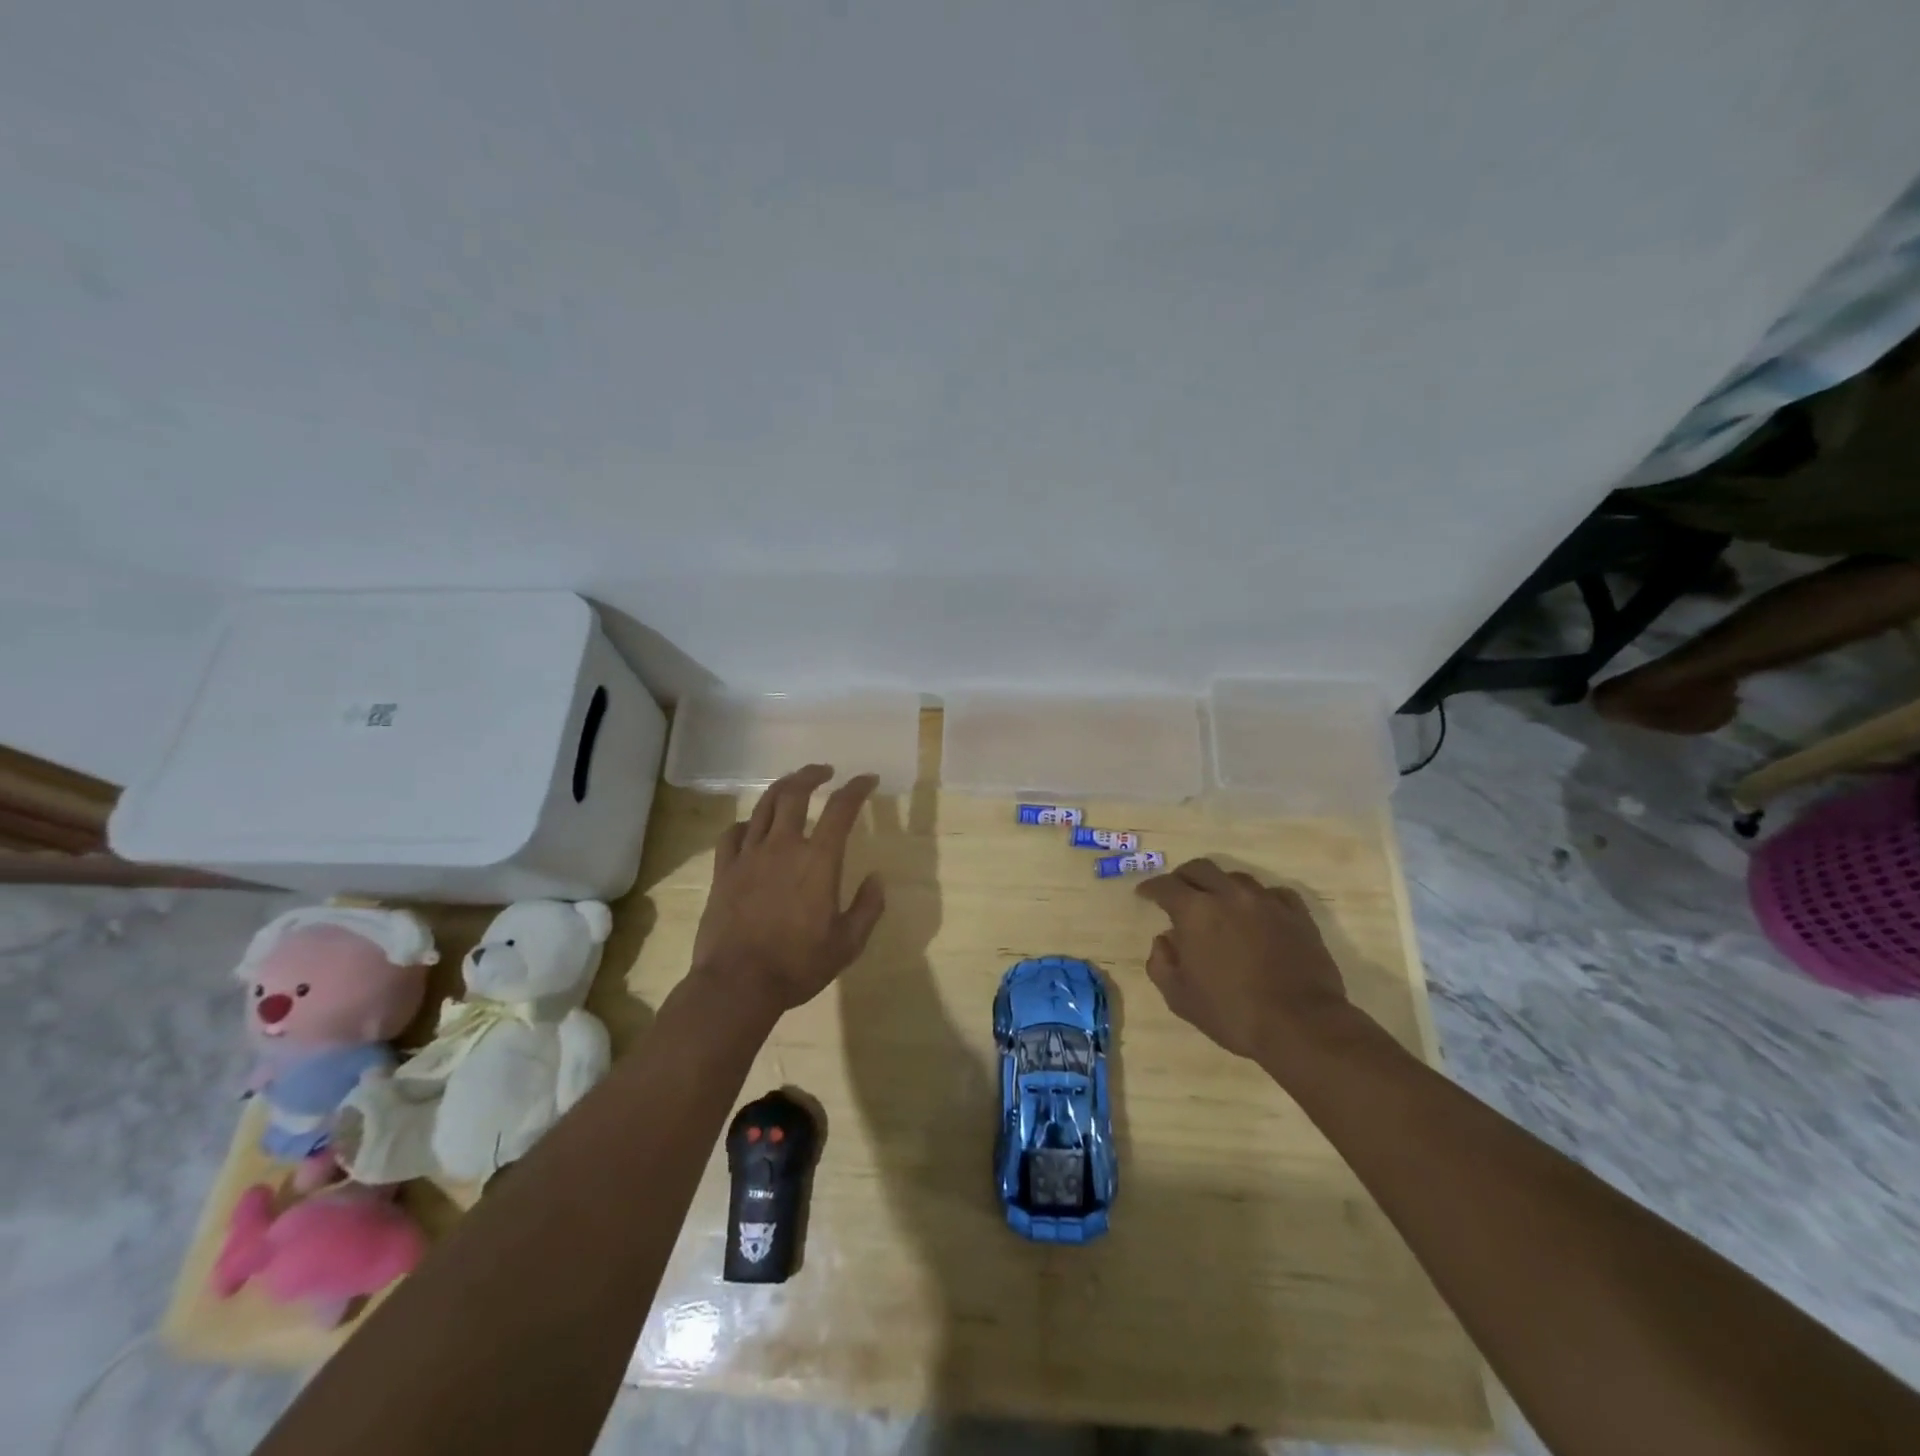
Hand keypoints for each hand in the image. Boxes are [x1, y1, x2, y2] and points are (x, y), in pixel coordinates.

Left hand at [690, 765, 886, 1016]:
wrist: (737, 984)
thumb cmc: (798, 965)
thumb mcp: (847, 944)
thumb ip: (868, 908)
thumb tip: (877, 879)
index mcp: (818, 860)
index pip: (841, 809)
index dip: (857, 788)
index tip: (867, 780)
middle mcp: (783, 846)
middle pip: (795, 793)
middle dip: (812, 775)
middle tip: (824, 771)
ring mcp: (749, 856)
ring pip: (763, 806)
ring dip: (781, 788)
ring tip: (792, 785)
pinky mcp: (723, 871)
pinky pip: (732, 833)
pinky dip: (747, 823)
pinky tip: (752, 827)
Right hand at [1136, 859, 1357, 1061]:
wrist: (1300, 1025)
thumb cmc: (1232, 1013)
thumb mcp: (1180, 998)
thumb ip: (1161, 964)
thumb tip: (1164, 940)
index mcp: (1195, 912)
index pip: (1165, 885)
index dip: (1150, 888)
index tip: (1144, 895)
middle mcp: (1229, 895)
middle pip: (1200, 868)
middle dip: (1183, 878)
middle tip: (1178, 893)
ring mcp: (1266, 901)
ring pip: (1235, 878)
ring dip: (1220, 886)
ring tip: (1218, 905)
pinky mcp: (1297, 914)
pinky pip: (1272, 893)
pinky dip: (1257, 899)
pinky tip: (1257, 914)